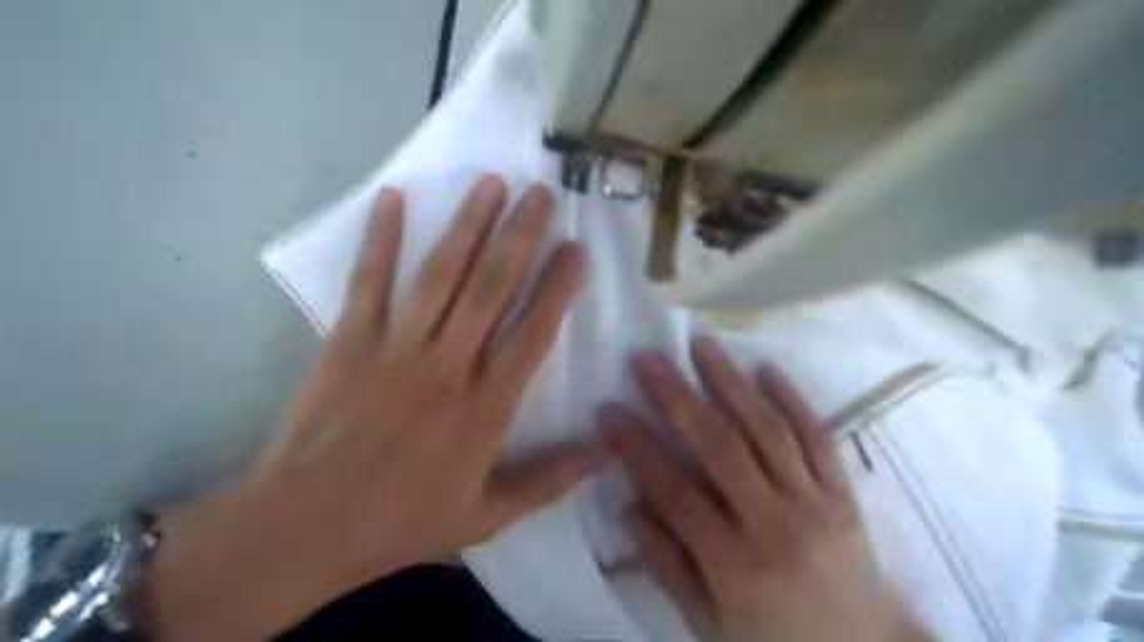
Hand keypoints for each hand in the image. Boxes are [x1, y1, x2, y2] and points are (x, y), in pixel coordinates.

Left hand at [144, 176, 610, 641]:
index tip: (575, 249)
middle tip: (540, 193)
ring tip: (490, 183)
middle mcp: (447, 366)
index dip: (557, 288)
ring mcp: (395, 349)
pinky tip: (392, 198)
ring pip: (440, 275)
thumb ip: (551, 479)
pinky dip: (379, 239)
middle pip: (490, 289)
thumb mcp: (489, 515)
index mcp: (485, 408)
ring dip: (467, 225)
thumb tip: (609, 450)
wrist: (306, 528)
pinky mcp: (348, 343)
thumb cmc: (404, 521)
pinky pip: (367, 283)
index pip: (532, 333)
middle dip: (519, 236)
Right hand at [601, 337, 928, 640]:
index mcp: (735, 564)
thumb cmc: (775, 641)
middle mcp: (775, 523)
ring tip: (701, 344)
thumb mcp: (709, 623)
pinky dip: (792, 399)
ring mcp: (814, 502)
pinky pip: (817, 436)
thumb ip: (668, 565)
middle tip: (647, 358)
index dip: (636, 448)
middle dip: (677, 397)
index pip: (673, 491)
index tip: (608, 409)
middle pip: (719, 447)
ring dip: (730, 382)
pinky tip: (766, 368)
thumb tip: (631, 509)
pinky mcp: (843, 492)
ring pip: (766, 429)